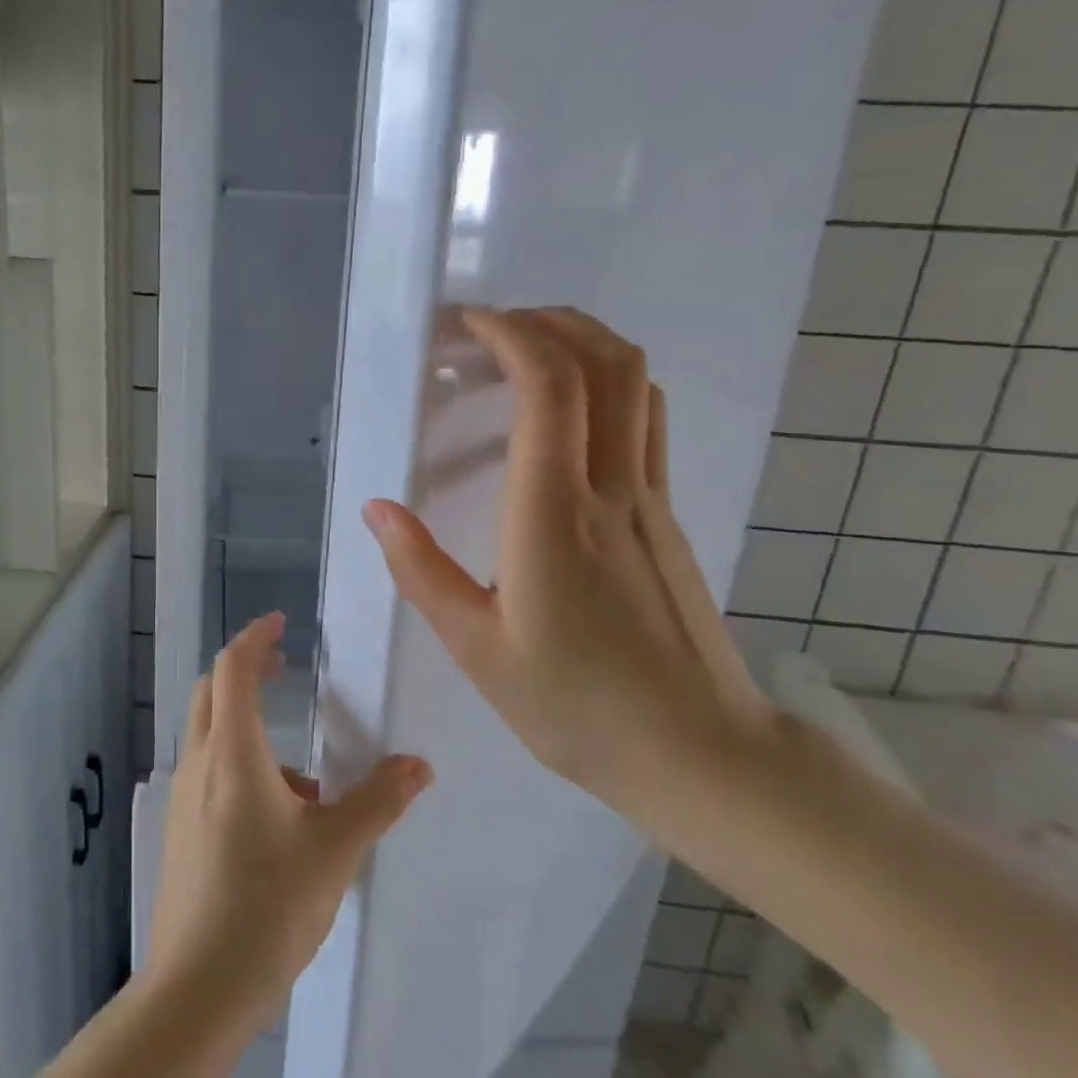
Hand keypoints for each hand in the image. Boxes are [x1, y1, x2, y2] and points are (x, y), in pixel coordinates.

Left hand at [148, 613, 432, 1025]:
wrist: (199, 987)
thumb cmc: (268, 904)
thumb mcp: (336, 849)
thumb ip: (379, 801)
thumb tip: (419, 765)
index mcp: (233, 752)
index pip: (233, 668)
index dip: (255, 638)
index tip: (281, 623)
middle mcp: (201, 763)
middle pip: (212, 691)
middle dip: (246, 670)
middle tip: (284, 667)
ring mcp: (183, 797)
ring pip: (211, 735)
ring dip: (248, 727)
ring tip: (305, 780)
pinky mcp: (180, 830)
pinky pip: (210, 774)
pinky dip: (241, 768)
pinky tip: (280, 823)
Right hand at [362, 307, 771, 815]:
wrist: (700, 755)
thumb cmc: (576, 707)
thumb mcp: (477, 650)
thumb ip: (421, 571)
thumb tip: (377, 508)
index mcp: (552, 516)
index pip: (547, 389)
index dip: (510, 336)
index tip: (467, 324)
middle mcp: (610, 489)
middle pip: (605, 363)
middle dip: (550, 322)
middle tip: (494, 326)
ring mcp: (650, 498)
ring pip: (638, 383)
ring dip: (587, 343)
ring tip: (531, 348)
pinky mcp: (668, 515)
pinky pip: (647, 419)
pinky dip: (610, 383)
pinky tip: (572, 409)